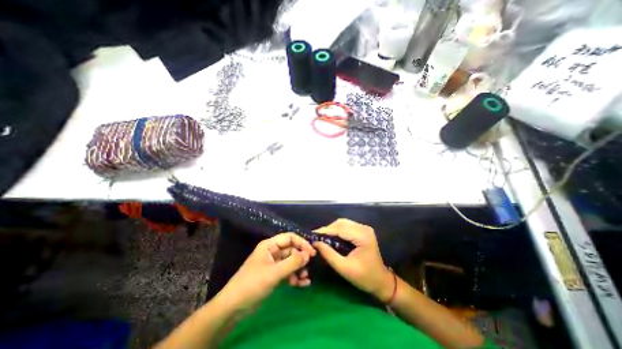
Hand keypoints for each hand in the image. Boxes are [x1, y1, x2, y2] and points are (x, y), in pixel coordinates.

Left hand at [218, 234, 316, 310]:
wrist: (233, 307)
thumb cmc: (252, 284)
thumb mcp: (274, 273)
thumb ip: (292, 262)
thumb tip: (308, 254)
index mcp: (270, 245)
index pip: (289, 238)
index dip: (302, 243)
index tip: (312, 253)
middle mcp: (272, 252)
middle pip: (291, 250)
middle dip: (300, 259)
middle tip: (308, 268)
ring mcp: (273, 264)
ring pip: (291, 262)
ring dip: (299, 269)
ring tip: (305, 279)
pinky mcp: (274, 275)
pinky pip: (288, 272)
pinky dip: (295, 277)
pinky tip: (302, 284)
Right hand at [313, 219, 389, 300]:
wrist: (381, 281)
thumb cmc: (364, 277)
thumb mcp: (344, 268)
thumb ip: (329, 254)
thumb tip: (315, 243)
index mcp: (362, 237)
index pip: (340, 229)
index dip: (325, 231)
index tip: (312, 235)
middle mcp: (364, 228)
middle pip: (341, 223)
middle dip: (328, 229)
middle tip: (317, 237)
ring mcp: (365, 228)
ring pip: (343, 223)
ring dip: (332, 228)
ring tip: (322, 237)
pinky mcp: (363, 230)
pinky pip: (347, 226)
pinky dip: (338, 230)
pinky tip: (332, 236)